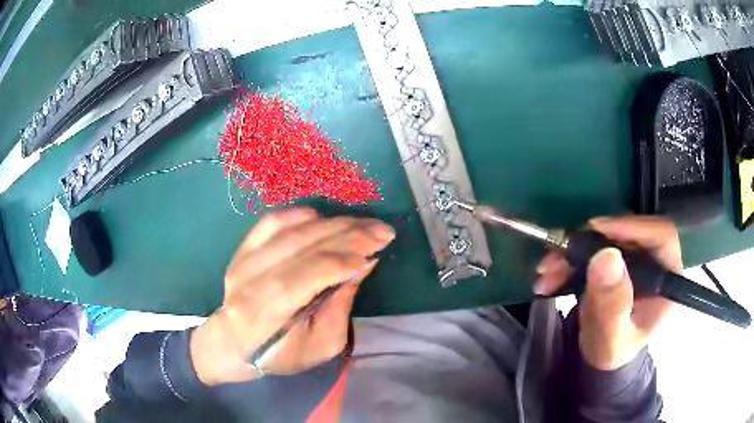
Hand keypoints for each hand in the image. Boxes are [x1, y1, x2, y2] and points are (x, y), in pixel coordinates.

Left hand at [190, 208, 394, 385]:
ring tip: (363, 223)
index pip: (308, 275)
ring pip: (291, 231)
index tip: (378, 250)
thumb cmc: (280, 354)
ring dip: (333, 223)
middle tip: (382, 229)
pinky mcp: (242, 249)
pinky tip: (324, 218)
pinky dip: (300, 215)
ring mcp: (243, 260)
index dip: (344, 260)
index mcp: (267, 312)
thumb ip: (341, 306)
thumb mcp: (321, 346)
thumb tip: (363, 265)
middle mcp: (251, 279)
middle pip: (302, 247)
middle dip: (348, 234)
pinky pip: (271, 222)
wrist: (232, 343)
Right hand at [535, 216, 681, 369]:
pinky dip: (569, 259)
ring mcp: (634, 260)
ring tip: (547, 271)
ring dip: (573, 251)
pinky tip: (550, 275)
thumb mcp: (612, 337)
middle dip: (590, 242)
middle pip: (628, 233)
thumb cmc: (613, 352)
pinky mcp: (615, 261)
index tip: (597, 230)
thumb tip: (606, 256)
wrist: (600, 358)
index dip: (632, 227)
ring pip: (606, 239)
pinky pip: (592, 249)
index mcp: (667, 278)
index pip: (661, 236)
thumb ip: (612, 304)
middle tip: (559, 254)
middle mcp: (653, 261)